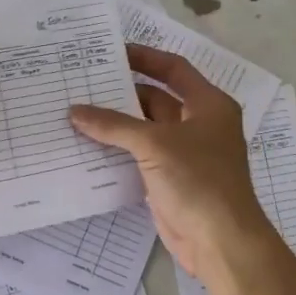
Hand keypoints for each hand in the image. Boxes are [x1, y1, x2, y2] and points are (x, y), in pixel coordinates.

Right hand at [69, 45, 268, 276]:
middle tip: (82, 85)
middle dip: (121, 95)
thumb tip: (75, 111)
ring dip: (115, 125)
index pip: (174, 69)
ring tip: (76, 113)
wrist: (220, 241)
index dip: (145, 58)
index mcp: (208, 105)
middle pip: (156, 100)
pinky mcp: (170, 180)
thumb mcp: (155, 144)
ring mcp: (184, 154)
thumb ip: (113, 125)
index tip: (112, 52)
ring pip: (144, 130)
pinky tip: (87, 147)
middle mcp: (198, 124)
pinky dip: (117, 151)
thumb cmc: (198, 180)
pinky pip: (139, 157)